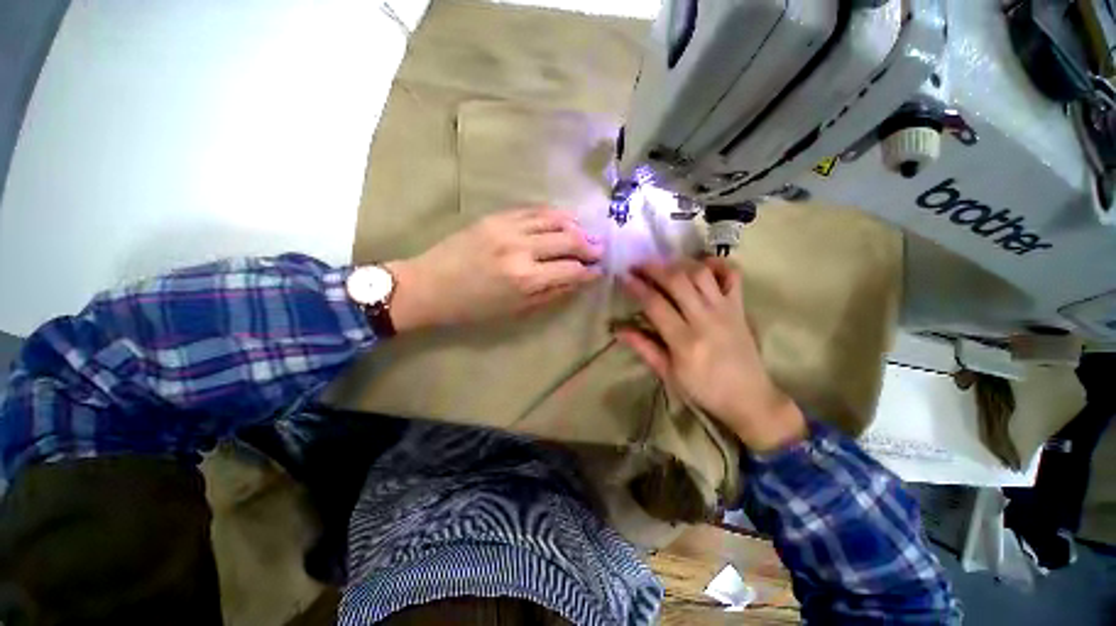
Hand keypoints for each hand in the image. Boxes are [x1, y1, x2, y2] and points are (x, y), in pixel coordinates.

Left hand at [385, 208, 602, 330]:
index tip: (598, 270)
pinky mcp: (496, 217)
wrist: (430, 285)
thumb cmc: (473, 307)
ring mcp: (508, 228)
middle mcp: (521, 248)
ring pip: (554, 218)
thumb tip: (577, 280)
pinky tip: (562, 219)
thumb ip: (550, 293)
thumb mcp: (515, 309)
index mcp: (526, 279)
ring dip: (575, 225)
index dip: (589, 270)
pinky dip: (553, 214)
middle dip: (589, 245)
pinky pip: (533, 210)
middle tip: (599, 249)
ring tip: (585, 232)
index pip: (571, 269)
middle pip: (568, 238)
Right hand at [616, 259, 805, 452]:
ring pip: (701, 274)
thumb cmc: (704, 389)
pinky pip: (733, 276)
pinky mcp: (739, 307)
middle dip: (653, 268)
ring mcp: (725, 310)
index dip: (637, 287)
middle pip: (677, 281)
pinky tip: (702, 265)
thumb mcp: (668, 373)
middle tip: (638, 265)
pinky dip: (718, 264)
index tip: (624, 277)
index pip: (655, 304)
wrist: (749, 398)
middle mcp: (705, 319)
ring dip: (679, 263)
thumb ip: (644, 348)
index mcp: (684, 341)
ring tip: (664, 264)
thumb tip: (619, 330)